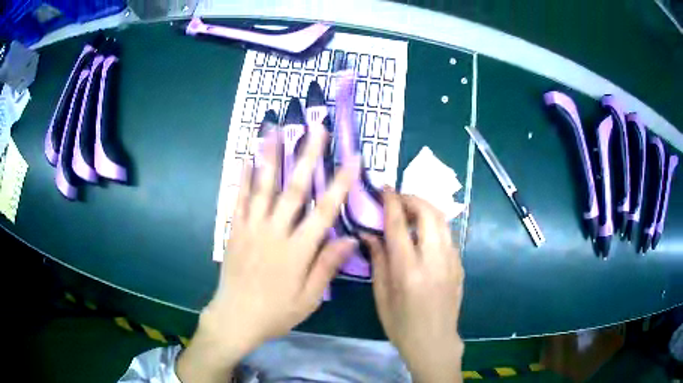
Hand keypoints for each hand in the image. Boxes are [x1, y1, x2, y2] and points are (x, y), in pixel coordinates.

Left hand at [177, 125, 360, 382]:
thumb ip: (327, 266)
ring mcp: (251, 228)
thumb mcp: (309, 298)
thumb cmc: (276, 312)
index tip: (352, 158)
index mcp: (297, 250)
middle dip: (307, 155)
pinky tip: (247, 158)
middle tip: (315, 128)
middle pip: (294, 188)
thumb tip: (351, 238)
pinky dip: (243, 178)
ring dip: (271, 156)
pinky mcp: (235, 230)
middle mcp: (275, 232)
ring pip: (263, 186)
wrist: (236, 318)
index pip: (325, 210)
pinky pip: (239, 199)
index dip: (340, 183)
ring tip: (275, 129)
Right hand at [363, 189, 463, 382]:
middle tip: (398, 199)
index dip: (391, 202)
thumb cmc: (401, 325)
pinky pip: (447, 235)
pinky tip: (423, 235)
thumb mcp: (381, 295)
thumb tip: (369, 233)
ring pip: (443, 221)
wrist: (434, 342)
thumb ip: (378, 260)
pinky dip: (434, 225)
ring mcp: (452, 262)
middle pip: (429, 214)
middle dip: (413, 199)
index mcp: (409, 271)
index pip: (398, 226)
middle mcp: (434, 261)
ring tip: (410, 213)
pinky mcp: (459, 265)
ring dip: (426, 209)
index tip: (385, 188)